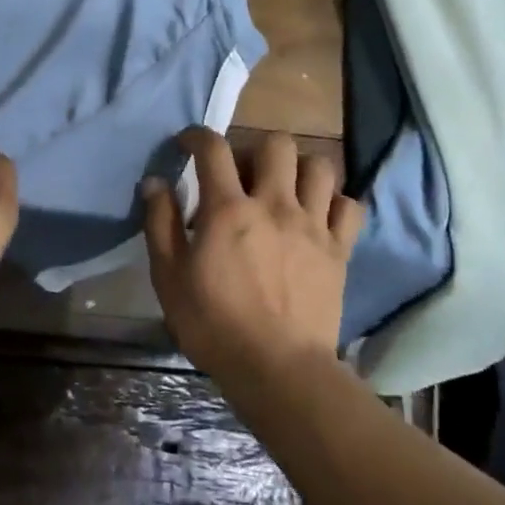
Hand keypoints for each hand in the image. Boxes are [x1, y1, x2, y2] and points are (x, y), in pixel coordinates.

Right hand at [143, 129, 364, 382]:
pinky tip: (317, 216)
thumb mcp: (169, 276)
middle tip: (242, 175)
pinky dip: (334, 202)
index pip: (213, 149)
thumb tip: (154, 182)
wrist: (278, 368)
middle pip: (276, 145)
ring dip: (298, 169)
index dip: (197, 136)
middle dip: (254, 148)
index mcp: (228, 209)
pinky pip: (349, 206)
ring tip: (283, 190)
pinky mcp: (339, 250)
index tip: (188, 144)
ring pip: (319, 167)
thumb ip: (160, 223)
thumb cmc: (214, 324)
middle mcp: (274, 205)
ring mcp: (313, 225)